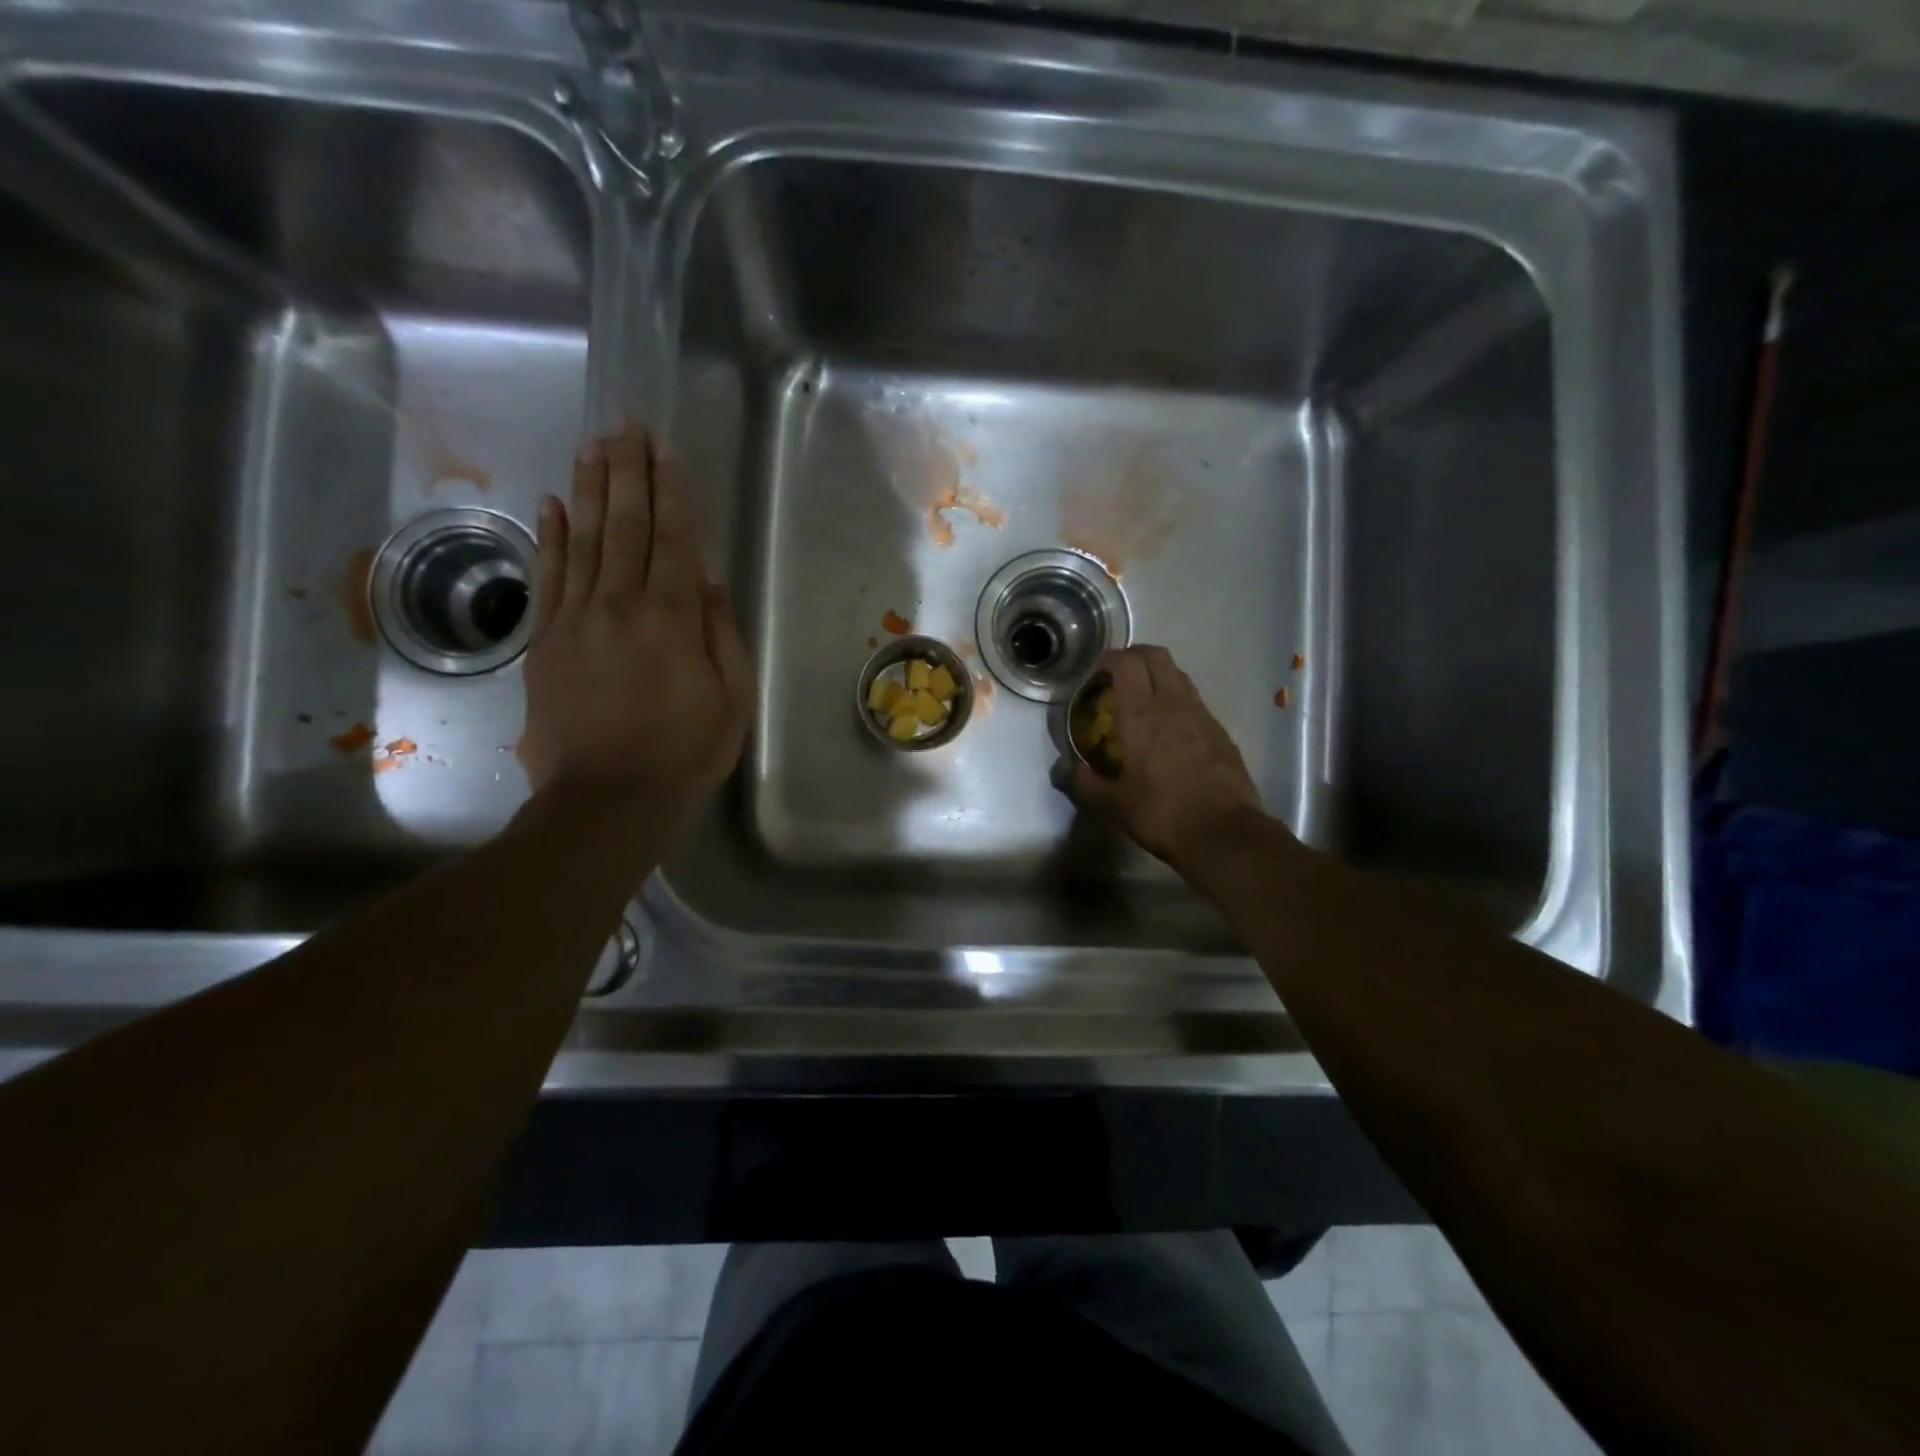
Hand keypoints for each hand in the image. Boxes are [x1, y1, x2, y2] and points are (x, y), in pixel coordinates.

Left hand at [519, 421, 751, 822]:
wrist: (607, 798)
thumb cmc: (685, 752)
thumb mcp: (731, 699)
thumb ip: (721, 634)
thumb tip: (708, 580)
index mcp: (672, 619)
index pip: (673, 540)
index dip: (671, 492)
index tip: (665, 449)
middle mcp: (620, 605)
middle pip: (624, 526)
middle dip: (627, 472)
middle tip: (625, 424)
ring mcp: (575, 620)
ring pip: (582, 540)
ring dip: (588, 489)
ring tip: (592, 445)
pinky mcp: (544, 641)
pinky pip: (548, 577)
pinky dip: (550, 537)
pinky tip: (551, 505)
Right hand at [1066, 645, 1268, 871]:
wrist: (1224, 834)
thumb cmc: (1162, 814)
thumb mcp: (1114, 804)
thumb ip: (1085, 782)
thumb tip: (1065, 770)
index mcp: (1142, 715)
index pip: (1127, 663)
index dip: (1109, 658)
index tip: (1096, 671)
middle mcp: (1173, 705)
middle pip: (1157, 656)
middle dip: (1135, 656)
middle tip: (1118, 675)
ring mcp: (1202, 715)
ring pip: (1179, 675)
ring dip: (1158, 675)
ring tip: (1143, 698)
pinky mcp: (1220, 732)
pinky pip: (1195, 701)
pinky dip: (1178, 700)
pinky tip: (1170, 728)